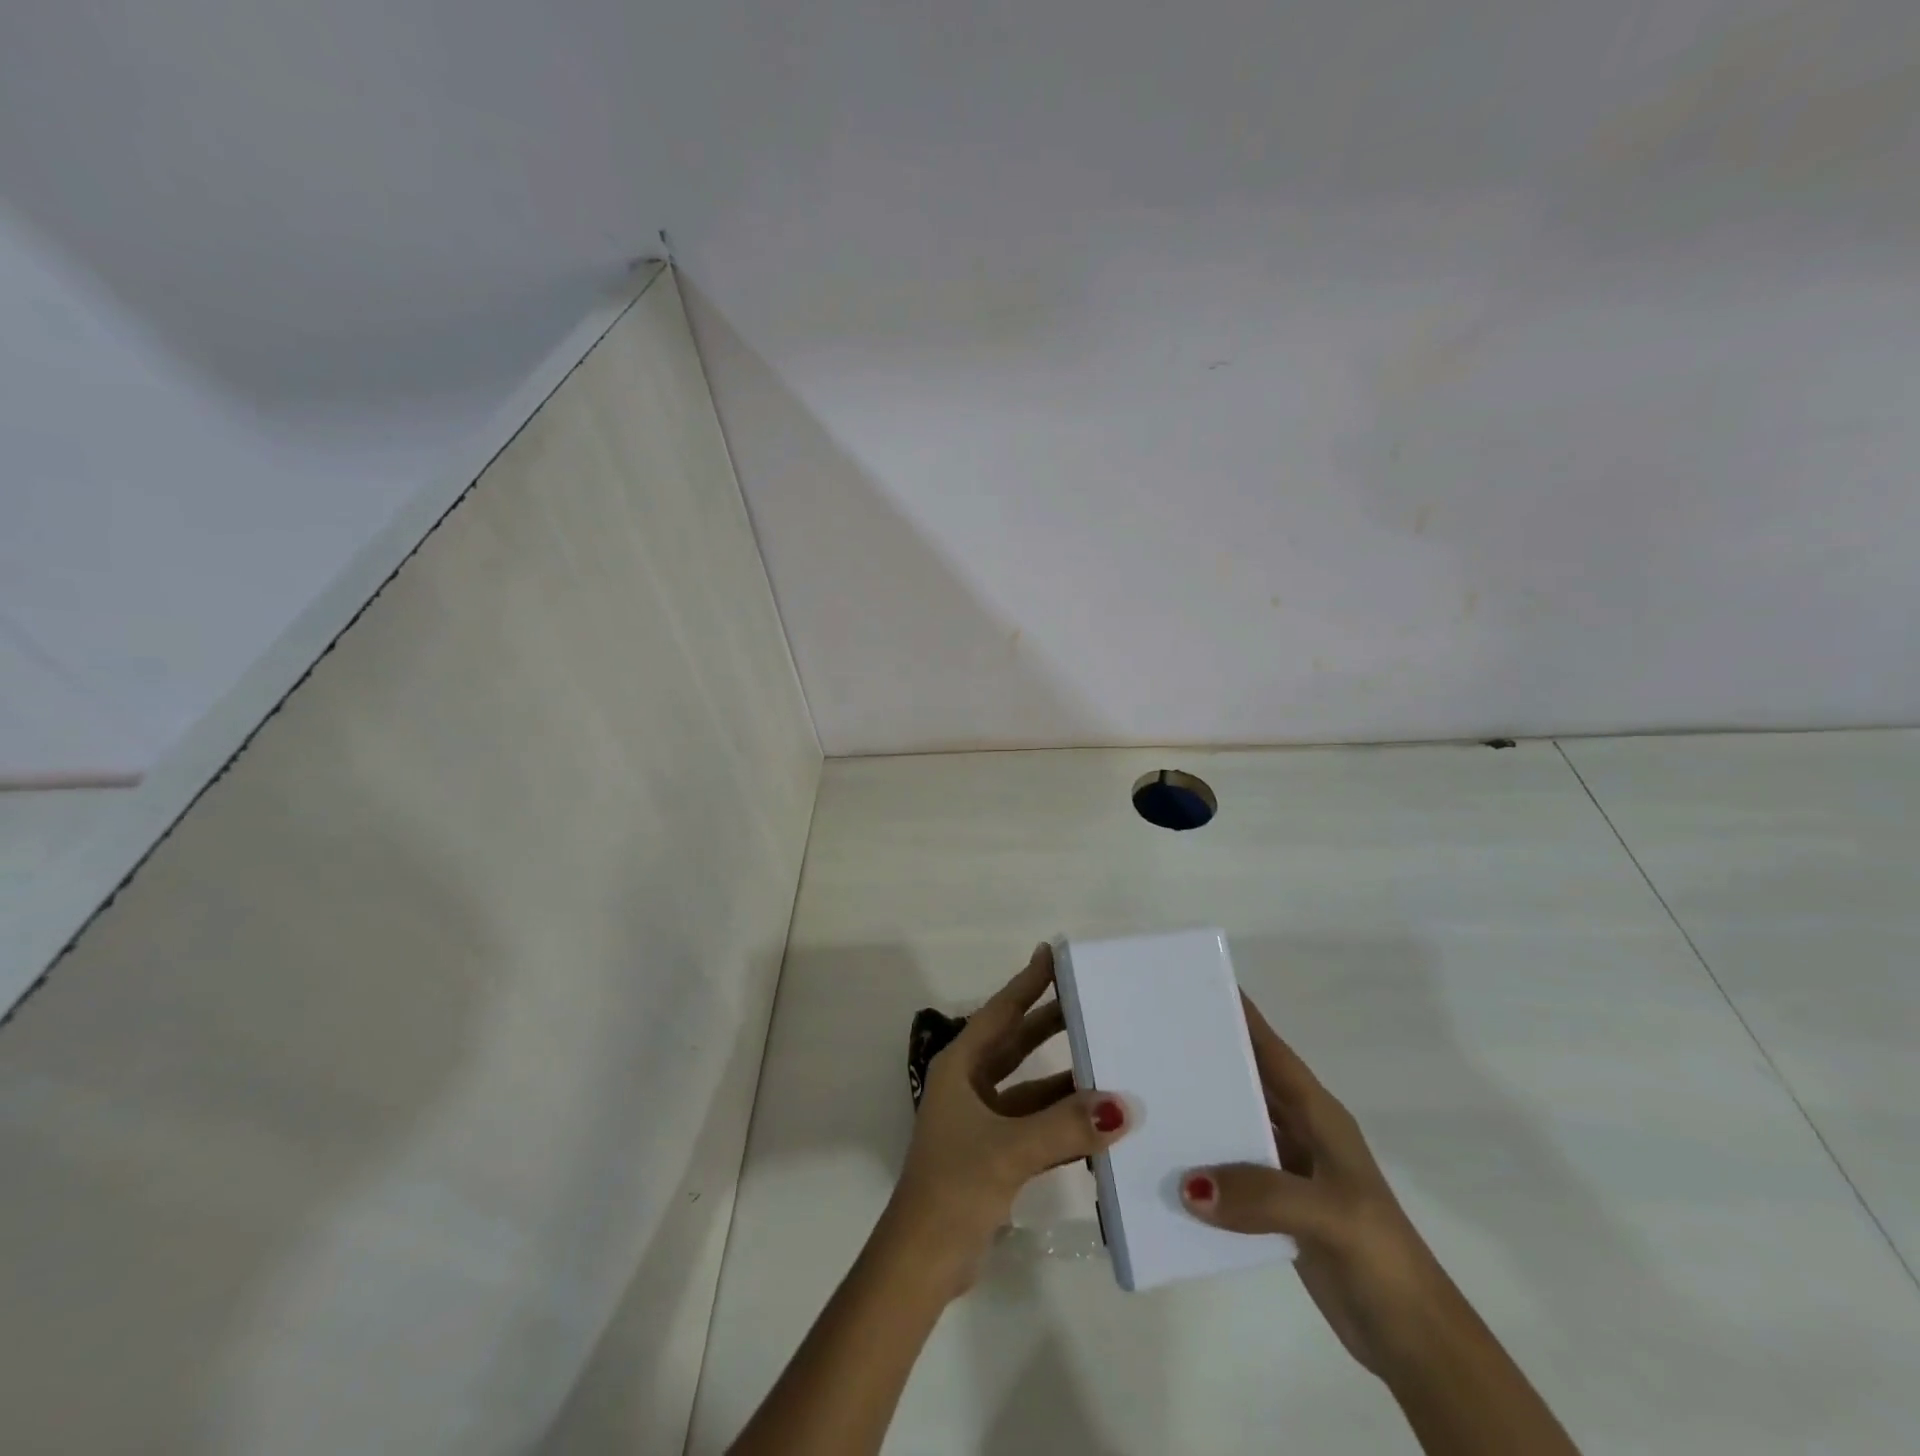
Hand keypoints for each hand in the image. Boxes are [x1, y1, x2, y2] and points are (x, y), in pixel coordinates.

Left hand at [887, 944, 1131, 1296]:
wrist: (922, 1261)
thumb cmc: (954, 1187)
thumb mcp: (1009, 1149)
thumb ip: (1066, 1126)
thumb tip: (1124, 1105)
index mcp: (959, 1068)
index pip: (999, 1013)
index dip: (1026, 983)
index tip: (1053, 954)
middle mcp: (969, 1085)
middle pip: (1016, 1043)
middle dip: (1050, 1022)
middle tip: (1090, 998)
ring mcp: (981, 1121)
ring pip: (1029, 1085)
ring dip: (1063, 1076)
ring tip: (1105, 1055)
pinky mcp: (994, 1153)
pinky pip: (1035, 1123)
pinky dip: (1061, 1118)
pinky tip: (1096, 1118)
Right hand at [1180, 996, 1443, 1377]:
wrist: (1411, 1338)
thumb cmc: (1380, 1256)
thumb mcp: (1328, 1215)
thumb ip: (1260, 1194)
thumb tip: (1186, 1183)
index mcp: (1319, 1115)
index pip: (1271, 1052)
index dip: (1240, 1017)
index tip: (1193, 986)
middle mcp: (1300, 1131)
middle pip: (1246, 1082)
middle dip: (1204, 1060)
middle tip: (1150, 1040)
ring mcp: (1287, 1169)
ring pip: (1233, 1125)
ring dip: (1198, 1114)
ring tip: (1144, 1098)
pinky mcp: (1274, 1206)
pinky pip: (1227, 1171)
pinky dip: (1200, 1164)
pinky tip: (1164, 1164)